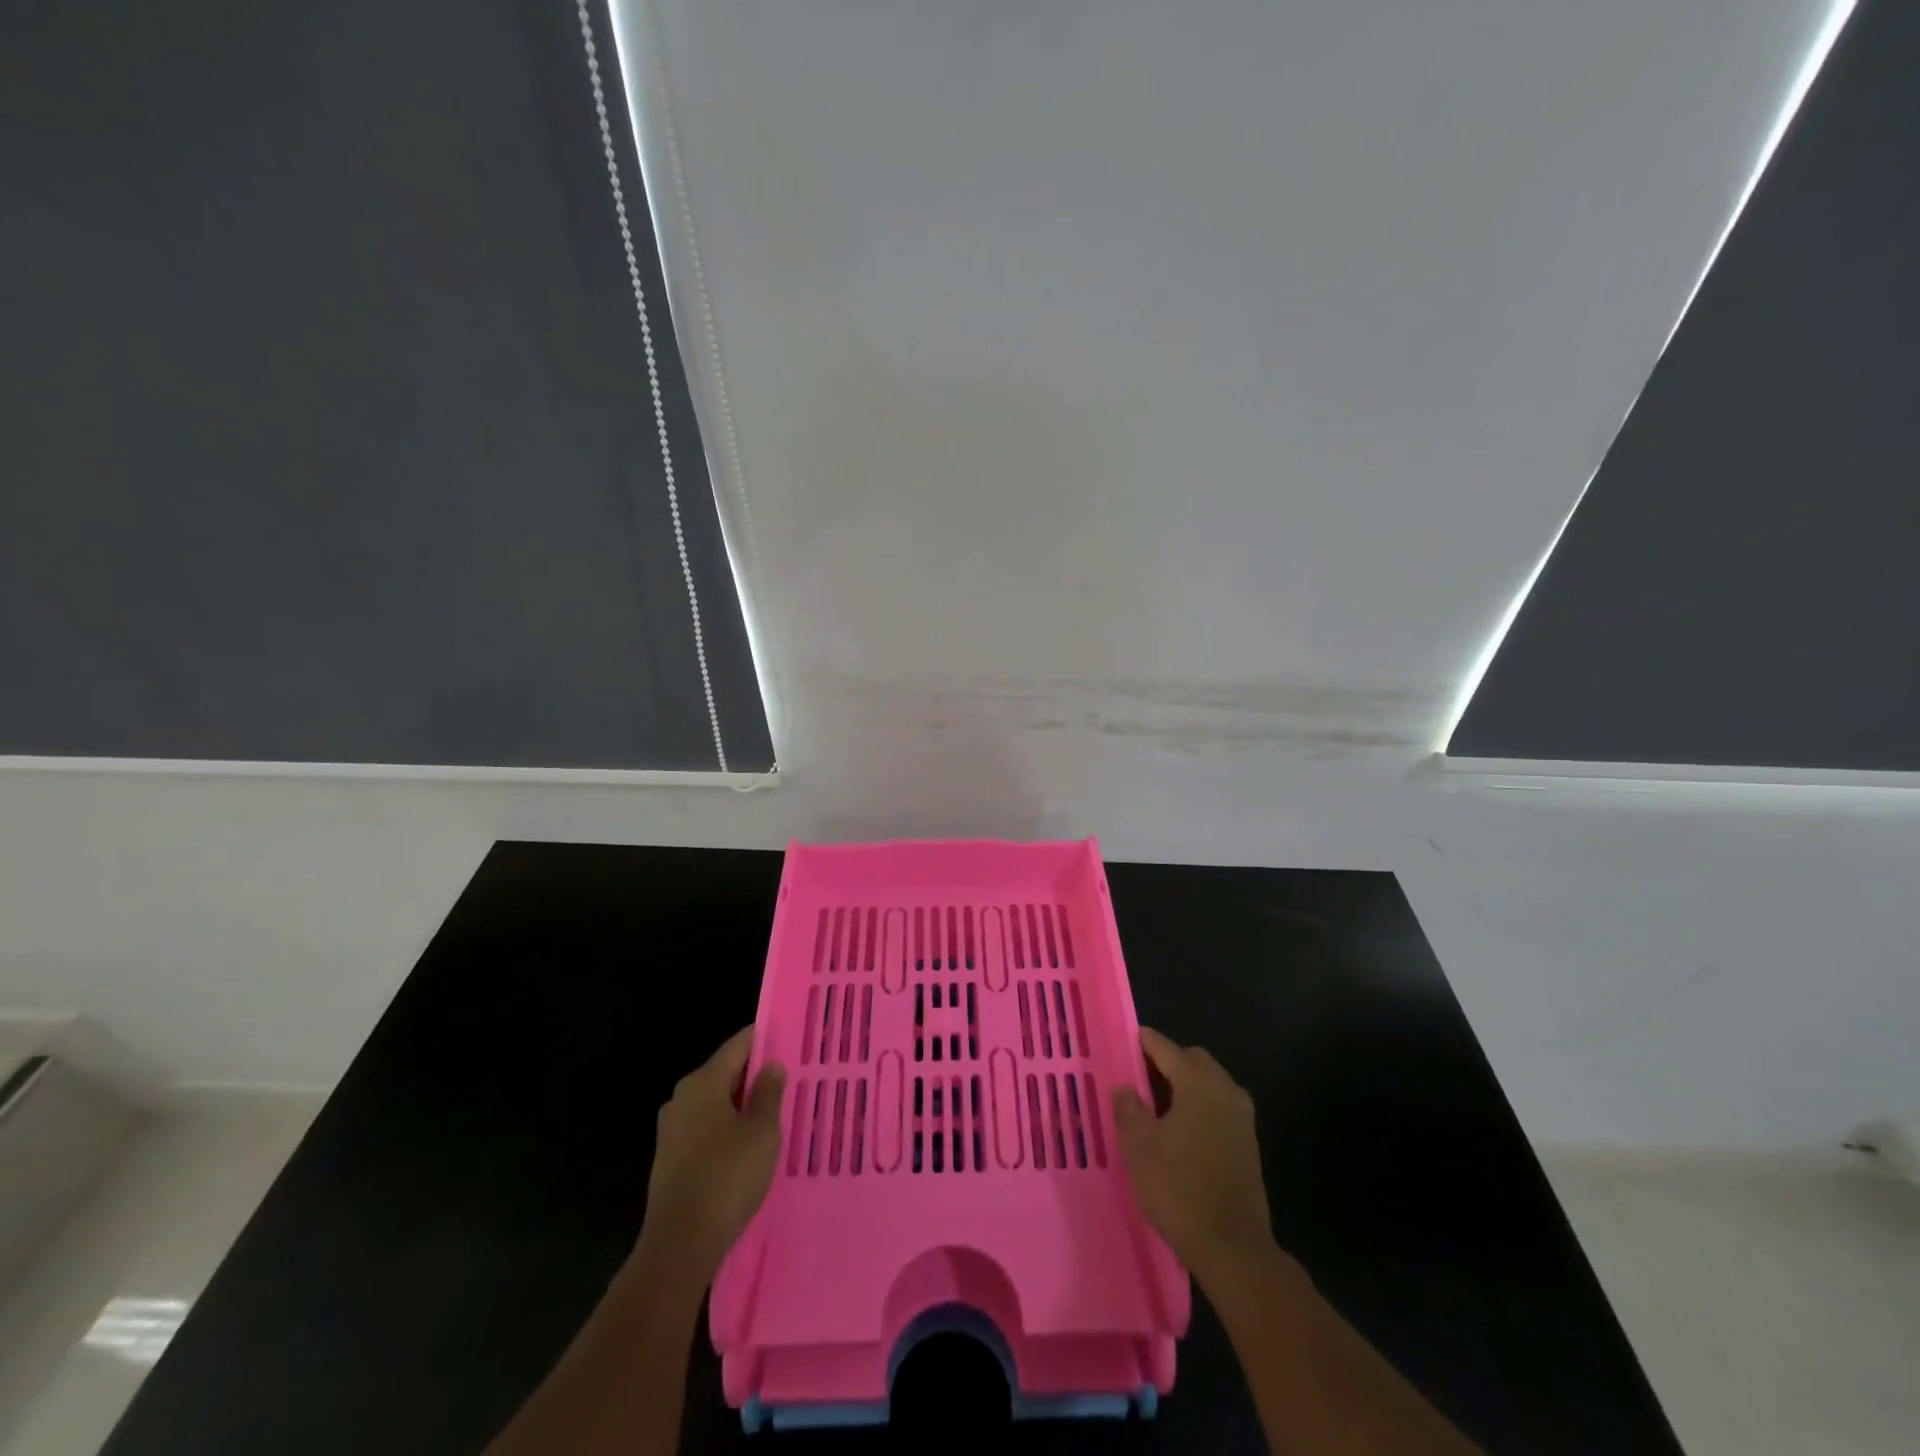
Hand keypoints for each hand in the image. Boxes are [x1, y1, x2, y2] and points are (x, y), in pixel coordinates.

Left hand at [638, 1027, 785, 1282]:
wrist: (680, 1245)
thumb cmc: (727, 1176)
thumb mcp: (762, 1130)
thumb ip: (769, 1093)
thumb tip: (771, 1066)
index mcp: (702, 1082)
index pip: (738, 1045)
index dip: (765, 1039)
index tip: (791, 1040)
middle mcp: (682, 1099)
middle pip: (725, 1074)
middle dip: (756, 1076)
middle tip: (791, 1080)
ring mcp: (672, 1132)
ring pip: (716, 1105)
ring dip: (743, 1107)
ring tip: (776, 1115)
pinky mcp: (671, 1162)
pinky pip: (707, 1132)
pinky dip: (729, 1132)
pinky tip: (751, 1148)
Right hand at [1113, 1027, 1272, 1280]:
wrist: (1232, 1247)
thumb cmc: (1179, 1188)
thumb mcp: (1139, 1147)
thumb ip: (1129, 1109)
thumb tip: (1125, 1088)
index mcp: (1199, 1084)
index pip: (1168, 1049)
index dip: (1146, 1042)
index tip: (1128, 1038)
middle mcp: (1226, 1091)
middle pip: (1194, 1061)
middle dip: (1169, 1061)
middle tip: (1140, 1074)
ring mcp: (1242, 1118)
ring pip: (1210, 1084)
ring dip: (1185, 1085)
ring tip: (1156, 1102)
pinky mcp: (1248, 1144)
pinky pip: (1219, 1107)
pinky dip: (1199, 1105)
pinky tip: (1179, 1128)